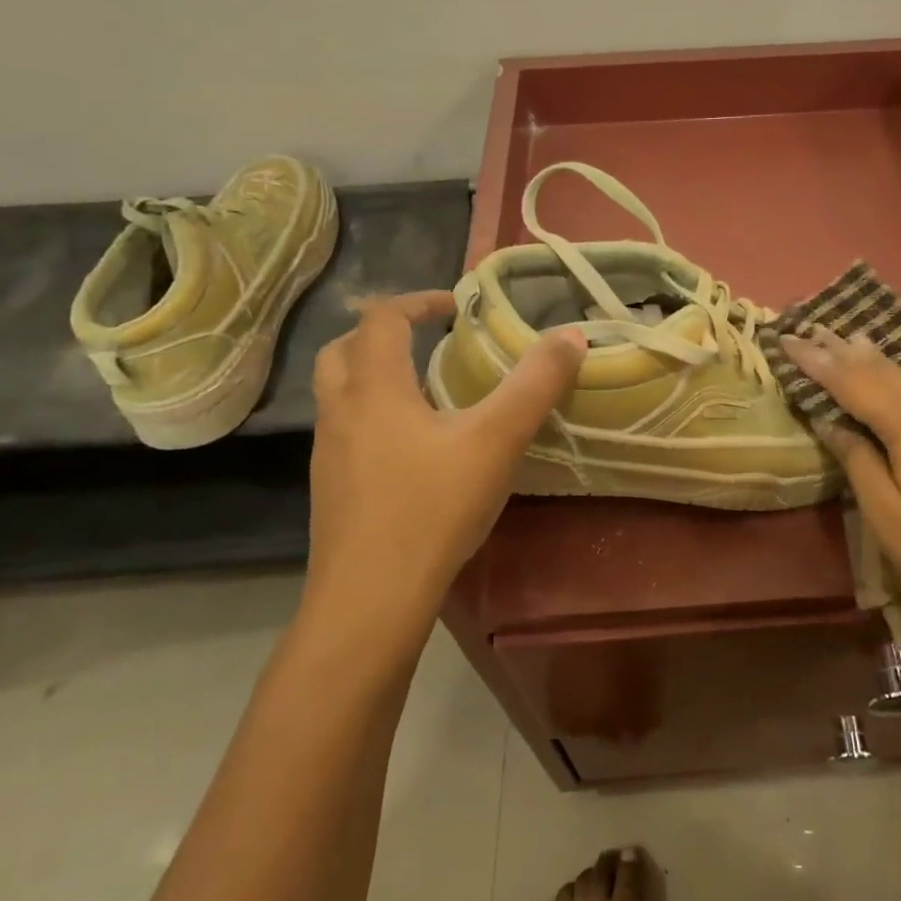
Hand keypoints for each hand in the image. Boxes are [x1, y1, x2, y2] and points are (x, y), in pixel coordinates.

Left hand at [305, 291, 584, 643]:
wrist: (371, 599)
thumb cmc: (432, 509)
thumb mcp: (496, 441)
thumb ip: (536, 385)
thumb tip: (571, 336)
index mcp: (374, 388)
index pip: (382, 318)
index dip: (418, 300)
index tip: (456, 306)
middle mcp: (341, 412)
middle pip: (344, 349)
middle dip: (385, 334)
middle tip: (430, 341)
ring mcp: (329, 454)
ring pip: (339, 393)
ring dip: (374, 375)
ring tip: (425, 391)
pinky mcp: (331, 490)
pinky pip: (345, 431)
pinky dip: (372, 417)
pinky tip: (412, 450)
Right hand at [779, 328, 900, 634]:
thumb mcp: (886, 513)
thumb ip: (857, 460)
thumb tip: (831, 423)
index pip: (850, 381)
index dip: (816, 361)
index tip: (786, 339)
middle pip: (881, 372)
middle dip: (843, 351)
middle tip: (813, 329)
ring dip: (877, 361)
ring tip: (853, 340)